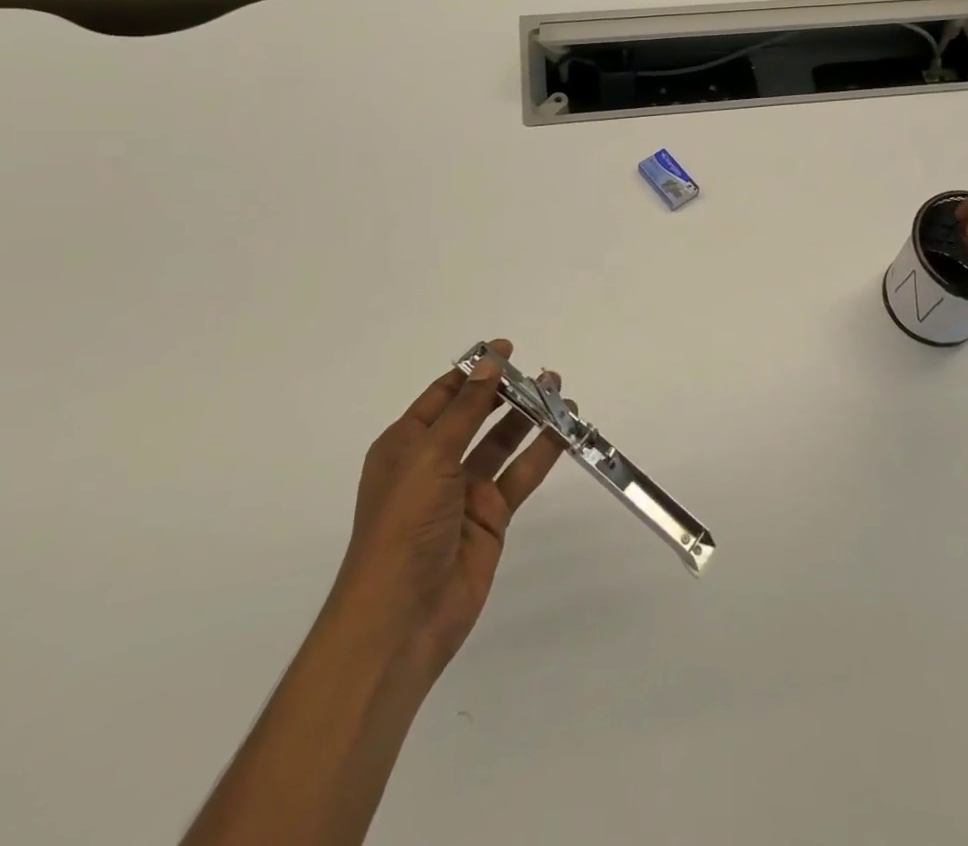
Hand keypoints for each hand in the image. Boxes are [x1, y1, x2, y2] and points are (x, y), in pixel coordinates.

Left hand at [327, 340, 568, 686]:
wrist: (402, 618)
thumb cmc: (403, 525)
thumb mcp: (430, 457)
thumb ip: (465, 409)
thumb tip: (489, 363)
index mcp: (406, 445)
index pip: (443, 396)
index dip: (474, 371)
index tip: (507, 349)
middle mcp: (434, 463)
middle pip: (476, 416)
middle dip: (507, 393)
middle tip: (543, 374)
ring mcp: (465, 491)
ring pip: (503, 443)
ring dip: (530, 418)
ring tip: (560, 394)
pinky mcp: (491, 516)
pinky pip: (520, 475)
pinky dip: (542, 453)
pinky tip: (565, 432)